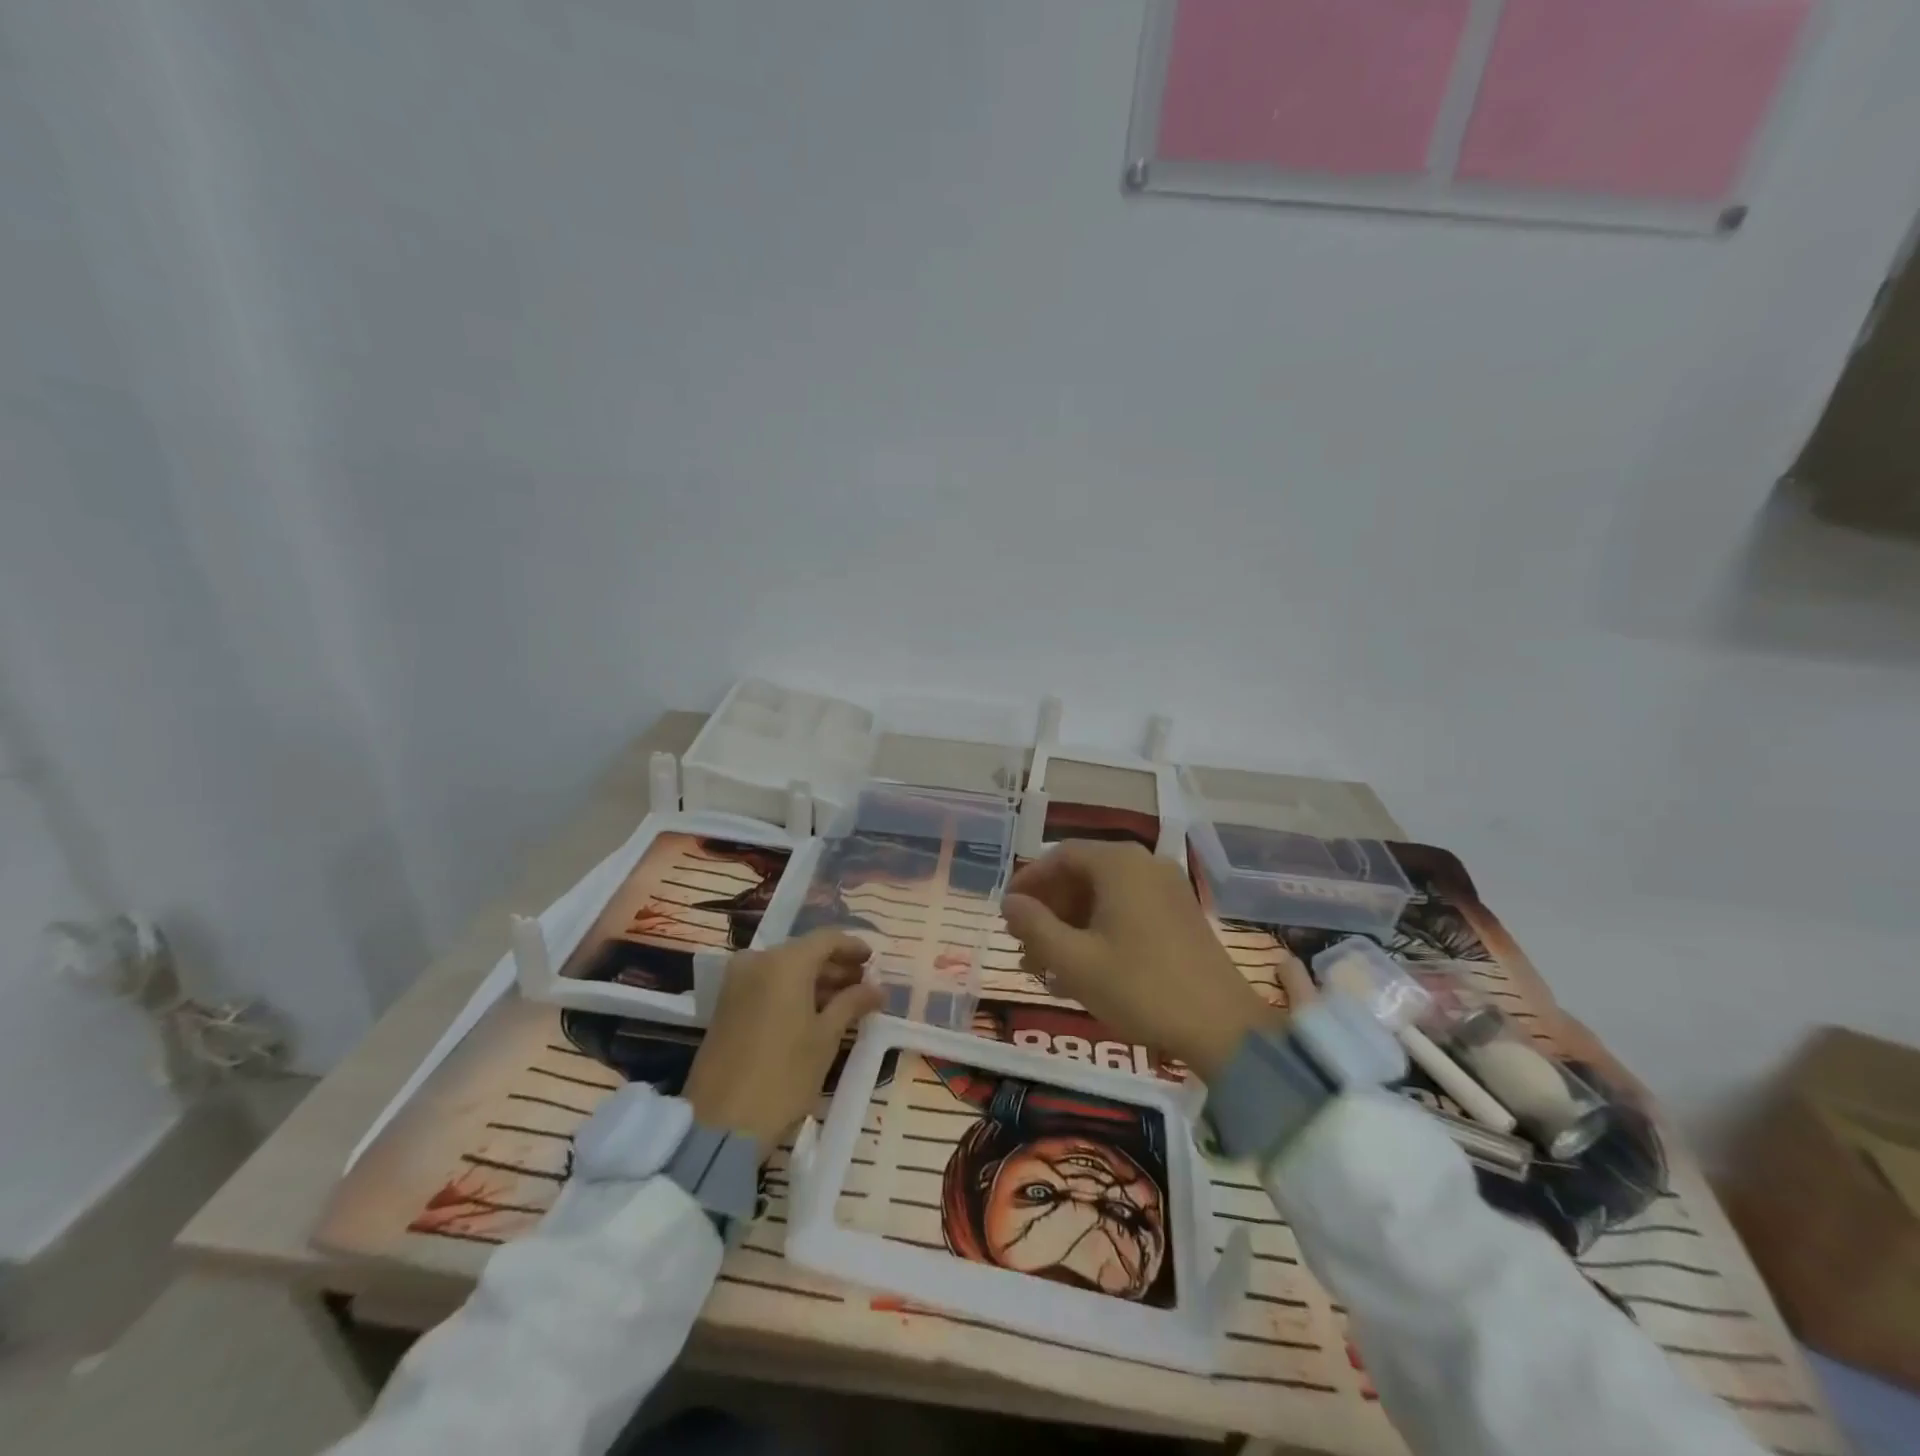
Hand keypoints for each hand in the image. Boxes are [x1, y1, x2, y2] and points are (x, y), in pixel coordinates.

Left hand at [682, 929, 883, 1149]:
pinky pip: (767, 985)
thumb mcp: (827, 1037)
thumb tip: (878, 988)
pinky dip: (792, 992)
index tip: (875, 961)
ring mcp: (737, 982)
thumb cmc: (784, 1075)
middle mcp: (757, 961)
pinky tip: (814, 1013)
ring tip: (844, 1003)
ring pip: (785, 969)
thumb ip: (853, 1003)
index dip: (854, 947)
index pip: (827, 939)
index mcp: (784, 961)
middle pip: (804, 952)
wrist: (720, 1124)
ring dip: (815, 981)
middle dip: (835, 967)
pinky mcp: (726, 1005)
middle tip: (863, 985)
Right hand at [1000, 841, 1274, 1080]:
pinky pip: (1127, 911)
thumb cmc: (1139, 987)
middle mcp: (1145, 864)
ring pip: (1104, 896)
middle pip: (1083, 874)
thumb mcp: (1074, 960)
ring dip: (1070, 926)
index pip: (1060, 856)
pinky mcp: (1180, 915)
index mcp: (1119, 864)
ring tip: (1045, 967)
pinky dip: (1099, 932)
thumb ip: (1034, 926)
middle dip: (1048, 909)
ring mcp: (1167, 889)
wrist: (1222, 1028)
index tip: (1007, 912)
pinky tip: (1081, 971)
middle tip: (1023, 944)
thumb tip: (1010, 903)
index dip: (1029, 881)